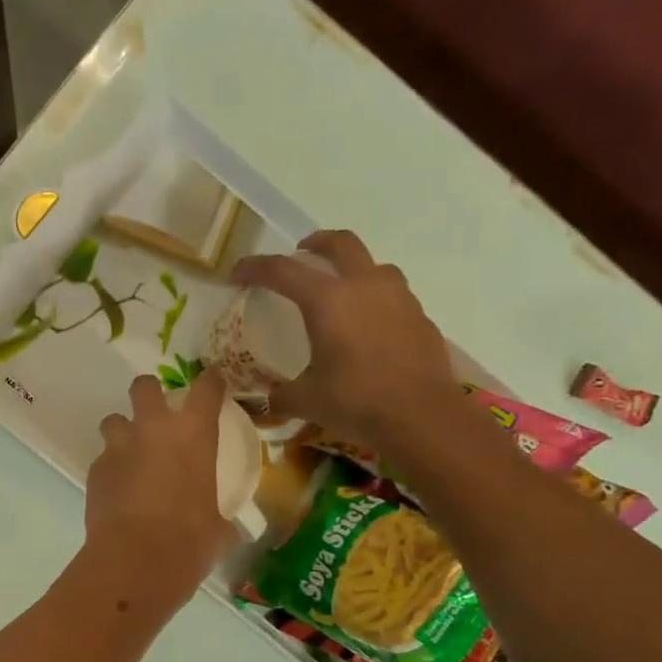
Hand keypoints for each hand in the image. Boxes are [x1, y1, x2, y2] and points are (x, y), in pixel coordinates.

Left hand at [85, 369, 235, 611]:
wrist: (136, 558)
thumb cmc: (190, 541)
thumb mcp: (218, 528)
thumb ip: (221, 518)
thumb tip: (227, 530)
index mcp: (194, 435)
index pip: (206, 388)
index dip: (211, 380)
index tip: (213, 380)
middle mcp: (154, 429)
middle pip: (144, 387)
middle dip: (149, 392)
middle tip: (156, 411)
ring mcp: (120, 447)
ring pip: (113, 420)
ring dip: (122, 432)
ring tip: (130, 453)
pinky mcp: (95, 470)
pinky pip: (103, 458)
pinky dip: (111, 468)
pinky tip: (118, 489)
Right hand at [230, 230, 460, 445]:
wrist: (423, 417)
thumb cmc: (356, 402)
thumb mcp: (306, 401)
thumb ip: (281, 395)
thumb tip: (268, 402)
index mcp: (327, 300)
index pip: (282, 270)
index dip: (254, 268)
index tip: (237, 276)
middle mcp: (364, 287)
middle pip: (340, 244)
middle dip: (316, 243)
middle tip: (301, 254)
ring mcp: (398, 299)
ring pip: (374, 265)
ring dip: (353, 269)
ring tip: (342, 291)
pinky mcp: (420, 317)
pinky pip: (394, 295)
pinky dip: (376, 300)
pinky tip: (370, 327)